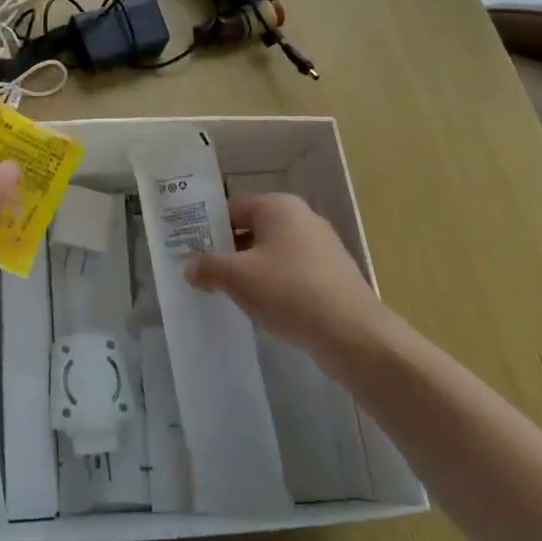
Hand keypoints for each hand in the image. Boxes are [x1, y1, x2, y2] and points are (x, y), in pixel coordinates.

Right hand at [185, 194, 391, 368]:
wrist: (352, 334)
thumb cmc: (288, 291)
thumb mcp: (237, 278)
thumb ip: (208, 267)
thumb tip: (189, 267)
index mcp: (279, 206)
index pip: (232, 208)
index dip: (208, 229)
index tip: (190, 252)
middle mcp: (302, 218)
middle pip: (252, 230)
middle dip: (229, 252)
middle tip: (205, 276)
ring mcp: (321, 246)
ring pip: (272, 254)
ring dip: (251, 272)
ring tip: (231, 296)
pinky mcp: (332, 275)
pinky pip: (292, 273)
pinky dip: (275, 286)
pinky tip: (265, 310)